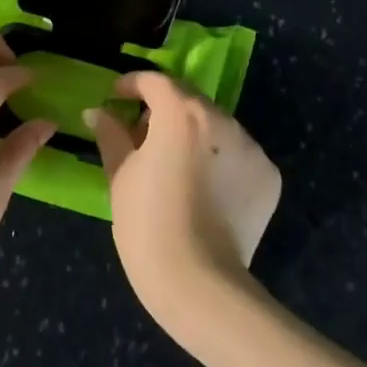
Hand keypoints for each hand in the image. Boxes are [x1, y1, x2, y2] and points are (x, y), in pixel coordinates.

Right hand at [86, 72, 281, 343]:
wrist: (200, 285)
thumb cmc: (147, 225)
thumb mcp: (120, 175)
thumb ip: (111, 134)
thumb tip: (98, 111)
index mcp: (181, 113)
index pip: (155, 81)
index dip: (133, 84)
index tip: (117, 96)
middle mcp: (222, 120)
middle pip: (188, 100)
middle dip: (164, 110)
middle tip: (142, 136)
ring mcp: (251, 148)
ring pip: (216, 127)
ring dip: (194, 135)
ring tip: (175, 167)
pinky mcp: (268, 176)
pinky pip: (238, 155)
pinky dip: (220, 161)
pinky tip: (204, 190)